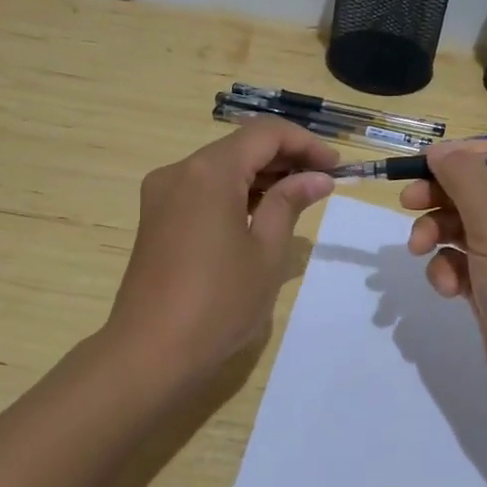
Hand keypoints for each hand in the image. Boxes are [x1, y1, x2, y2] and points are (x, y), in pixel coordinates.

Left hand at [106, 119, 337, 385]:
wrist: (150, 353)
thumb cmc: (219, 302)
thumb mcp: (266, 251)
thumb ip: (290, 203)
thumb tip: (317, 178)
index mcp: (209, 171)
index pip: (265, 133)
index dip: (305, 143)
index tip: (336, 168)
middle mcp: (180, 171)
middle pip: (240, 146)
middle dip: (285, 158)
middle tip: (323, 183)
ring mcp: (162, 194)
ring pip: (221, 167)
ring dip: (261, 176)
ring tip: (299, 199)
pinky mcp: (156, 217)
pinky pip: (203, 189)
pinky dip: (235, 193)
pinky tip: (261, 214)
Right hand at [401, 141, 486, 421]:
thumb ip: (465, 180)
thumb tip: (441, 148)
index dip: (463, 159)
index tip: (424, 164)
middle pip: (479, 195)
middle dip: (442, 199)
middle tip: (407, 203)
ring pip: (466, 231)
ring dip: (439, 236)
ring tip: (419, 250)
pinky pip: (465, 266)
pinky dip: (450, 271)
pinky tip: (446, 288)